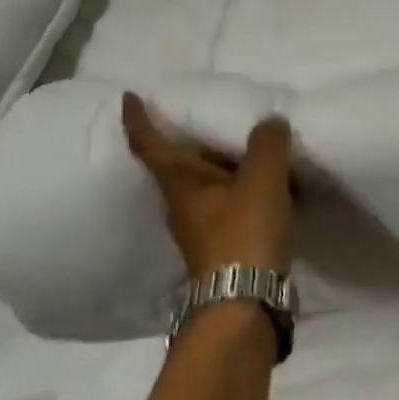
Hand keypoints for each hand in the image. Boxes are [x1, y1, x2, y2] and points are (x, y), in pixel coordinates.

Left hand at [122, 94, 293, 276]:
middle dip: (185, 138)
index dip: (139, 119)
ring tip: (243, 144)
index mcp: (180, 182)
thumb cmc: (243, 233)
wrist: (244, 302)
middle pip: (177, 163)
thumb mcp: (261, 179)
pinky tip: (266, 184)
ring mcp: (200, 227)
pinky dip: (241, 186)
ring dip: (219, 163)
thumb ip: (267, 144)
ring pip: (205, 184)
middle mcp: (182, 203)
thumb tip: (269, 123)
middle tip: (201, 113)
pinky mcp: (222, 243)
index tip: (129, 97)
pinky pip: (228, 201)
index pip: (150, 143)